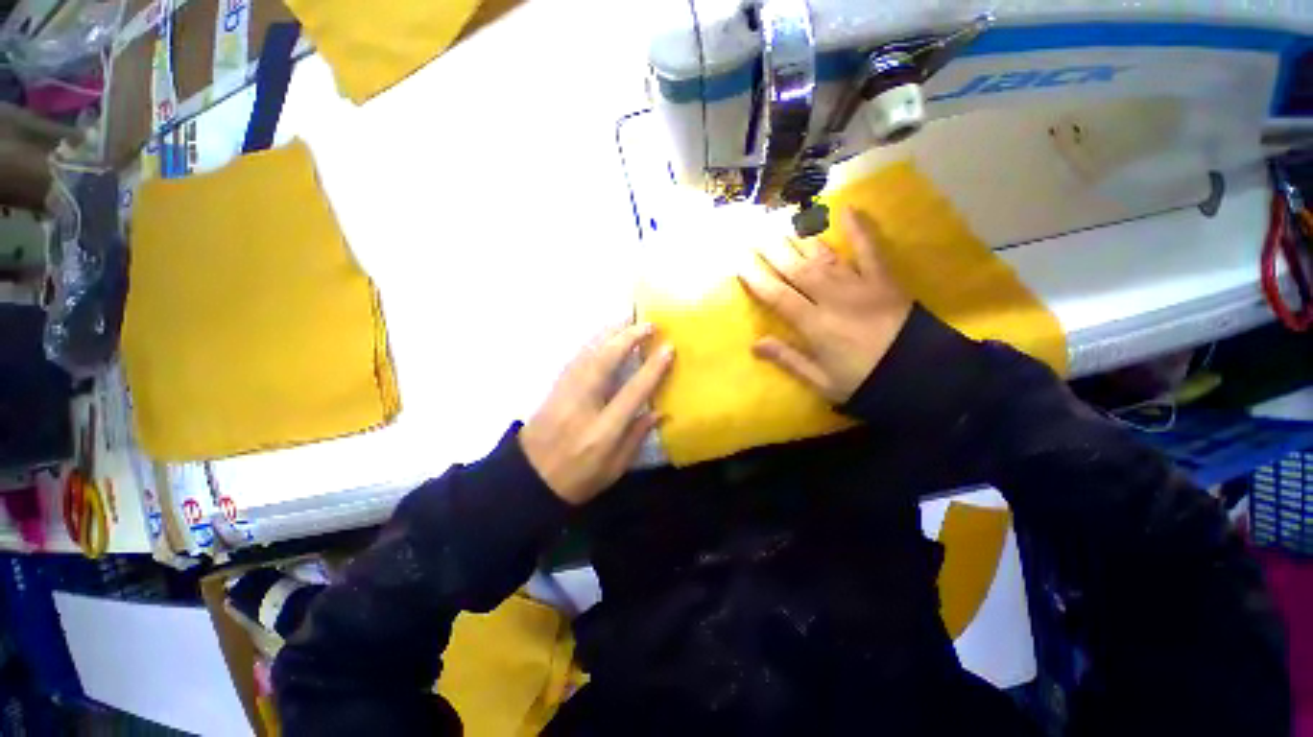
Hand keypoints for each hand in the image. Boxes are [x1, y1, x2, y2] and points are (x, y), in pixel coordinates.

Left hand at [519, 323, 673, 505]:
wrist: (527, 479)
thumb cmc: (577, 479)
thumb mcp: (614, 469)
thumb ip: (636, 437)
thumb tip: (659, 411)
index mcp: (603, 431)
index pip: (632, 392)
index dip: (652, 368)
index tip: (668, 348)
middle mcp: (583, 405)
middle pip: (605, 363)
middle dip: (628, 338)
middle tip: (649, 324)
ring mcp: (565, 393)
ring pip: (589, 354)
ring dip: (610, 334)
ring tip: (629, 320)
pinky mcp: (554, 387)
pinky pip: (577, 357)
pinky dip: (594, 342)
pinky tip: (604, 335)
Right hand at [739, 207, 912, 402]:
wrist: (921, 376)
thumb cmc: (863, 381)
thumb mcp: (821, 381)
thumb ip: (788, 359)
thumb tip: (755, 343)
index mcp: (815, 325)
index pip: (777, 296)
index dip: (756, 278)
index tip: (739, 261)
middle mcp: (832, 299)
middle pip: (796, 270)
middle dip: (773, 252)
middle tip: (755, 234)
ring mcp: (859, 285)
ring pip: (824, 258)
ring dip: (802, 240)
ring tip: (783, 224)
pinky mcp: (883, 280)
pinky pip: (870, 250)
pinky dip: (859, 230)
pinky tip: (847, 209)